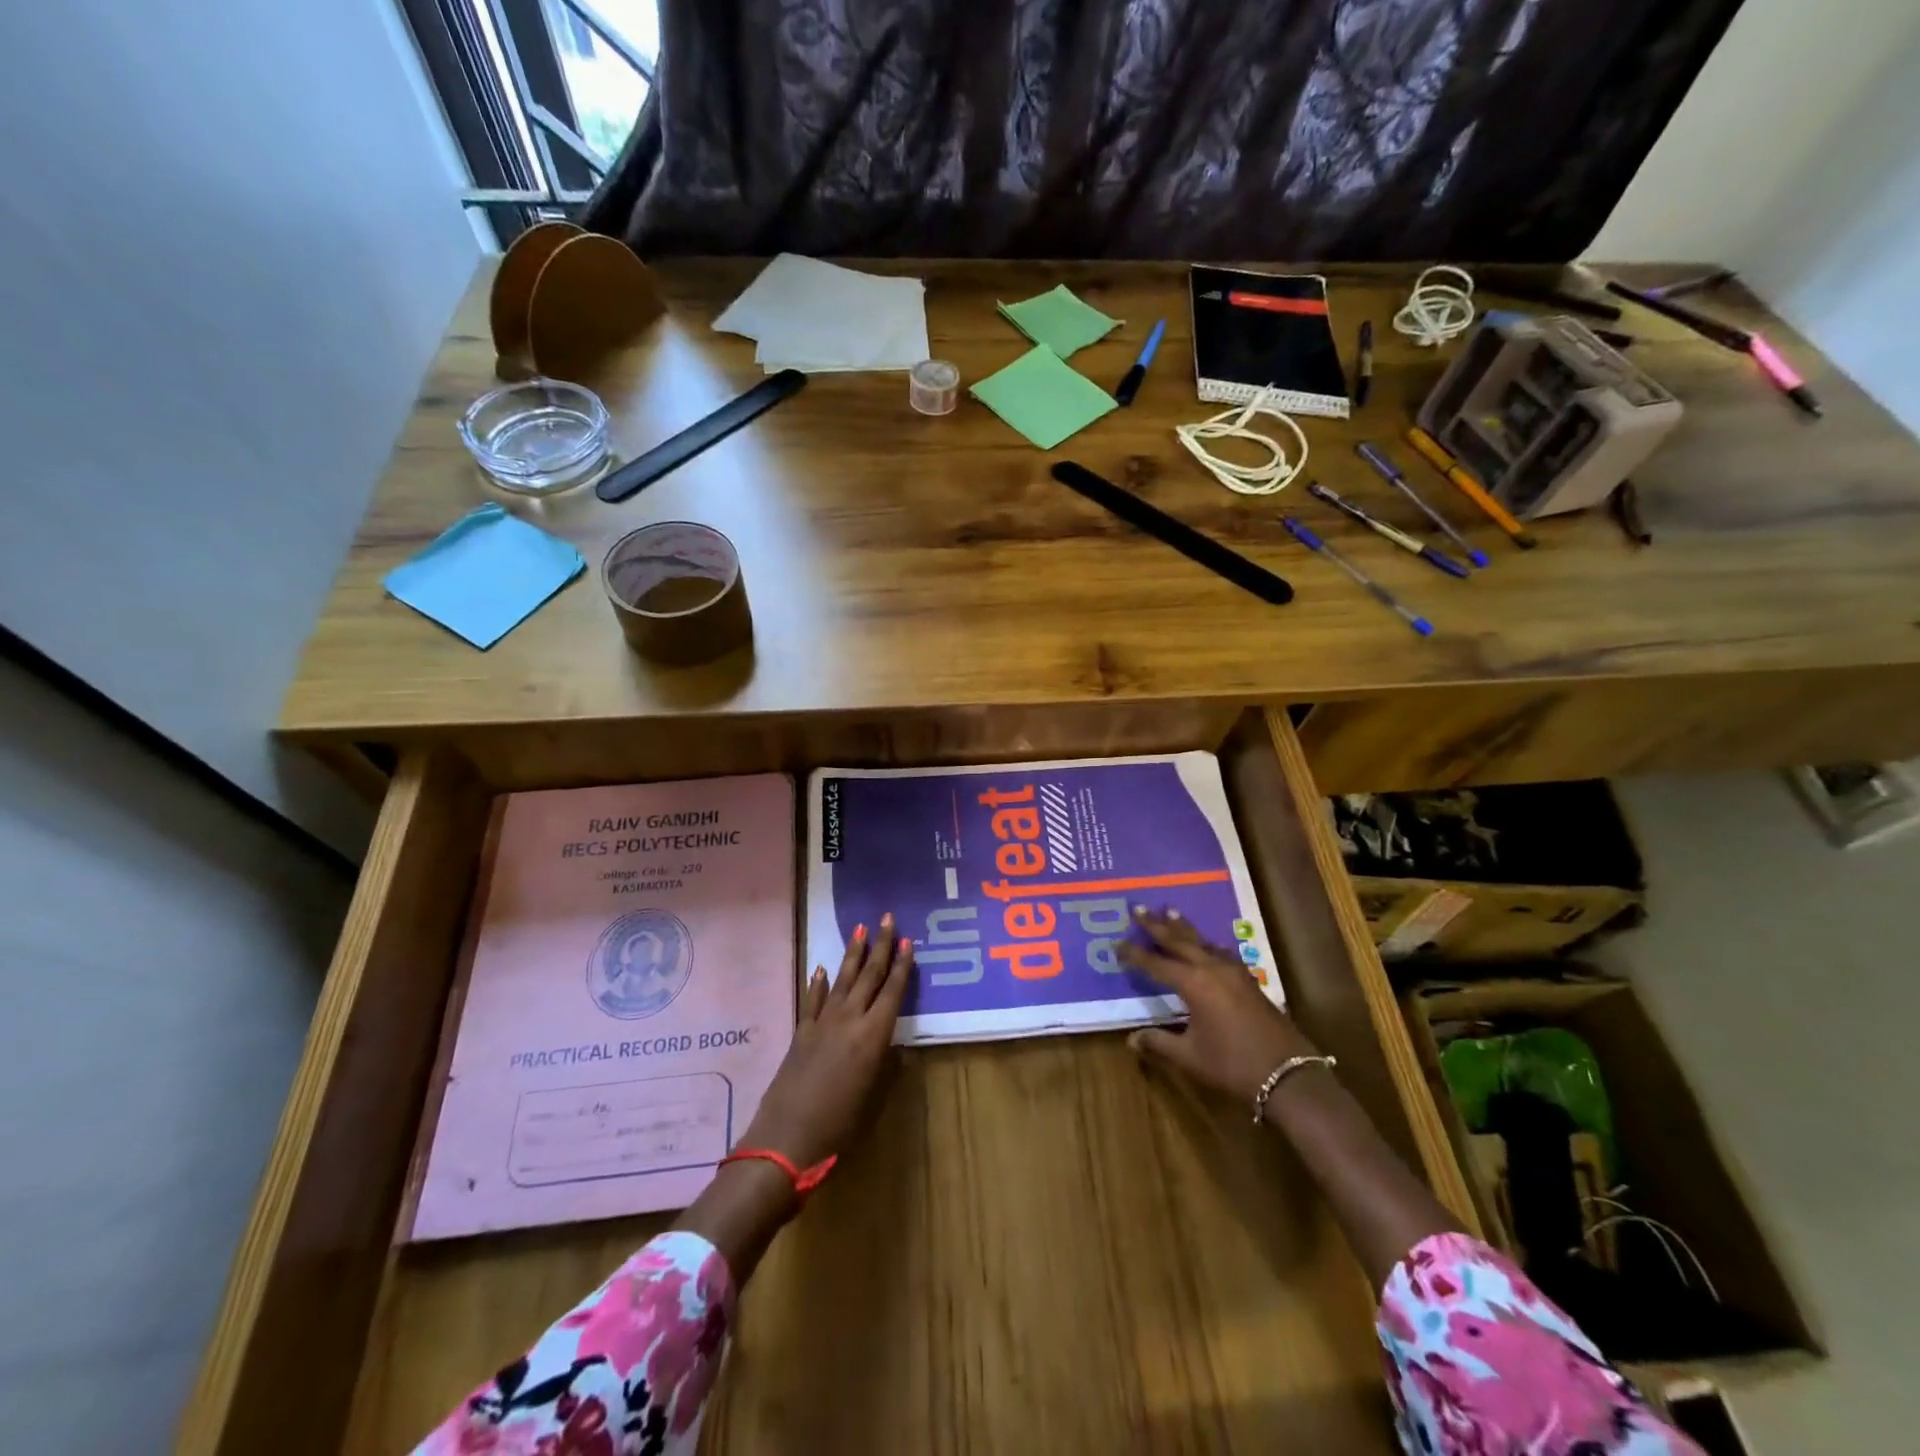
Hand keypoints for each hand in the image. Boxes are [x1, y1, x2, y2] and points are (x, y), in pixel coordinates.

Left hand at [738, 913, 912, 1168]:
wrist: (787, 1137)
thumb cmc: (840, 1124)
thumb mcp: (874, 1098)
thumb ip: (888, 1068)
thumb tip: (897, 1048)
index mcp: (873, 1035)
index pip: (893, 990)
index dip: (902, 965)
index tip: (908, 939)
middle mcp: (850, 1019)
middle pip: (869, 975)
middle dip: (880, 946)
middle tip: (888, 918)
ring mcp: (823, 1023)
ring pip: (842, 979)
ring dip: (853, 954)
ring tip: (861, 929)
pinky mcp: (802, 1032)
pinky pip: (812, 1000)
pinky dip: (817, 983)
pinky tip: (820, 968)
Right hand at [1118, 907, 1320, 1106]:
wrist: (1288, 1075)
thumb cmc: (1233, 1065)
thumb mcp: (1190, 1057)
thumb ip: (1159, 1043)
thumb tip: (1131, 1039)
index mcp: (1194, 984)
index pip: (1156, 964)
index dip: (1135, 954)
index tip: (1117, 943)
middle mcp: (1212, 969)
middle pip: (1179, 941)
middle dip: (1157, 926)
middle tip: (1139, 909)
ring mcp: (1234, 973)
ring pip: (1203, 942)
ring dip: (1184, 928)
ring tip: (1170, 912)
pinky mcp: (1249, 981)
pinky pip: (1221, 952)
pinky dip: (1207, 944)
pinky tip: (1208, 944)